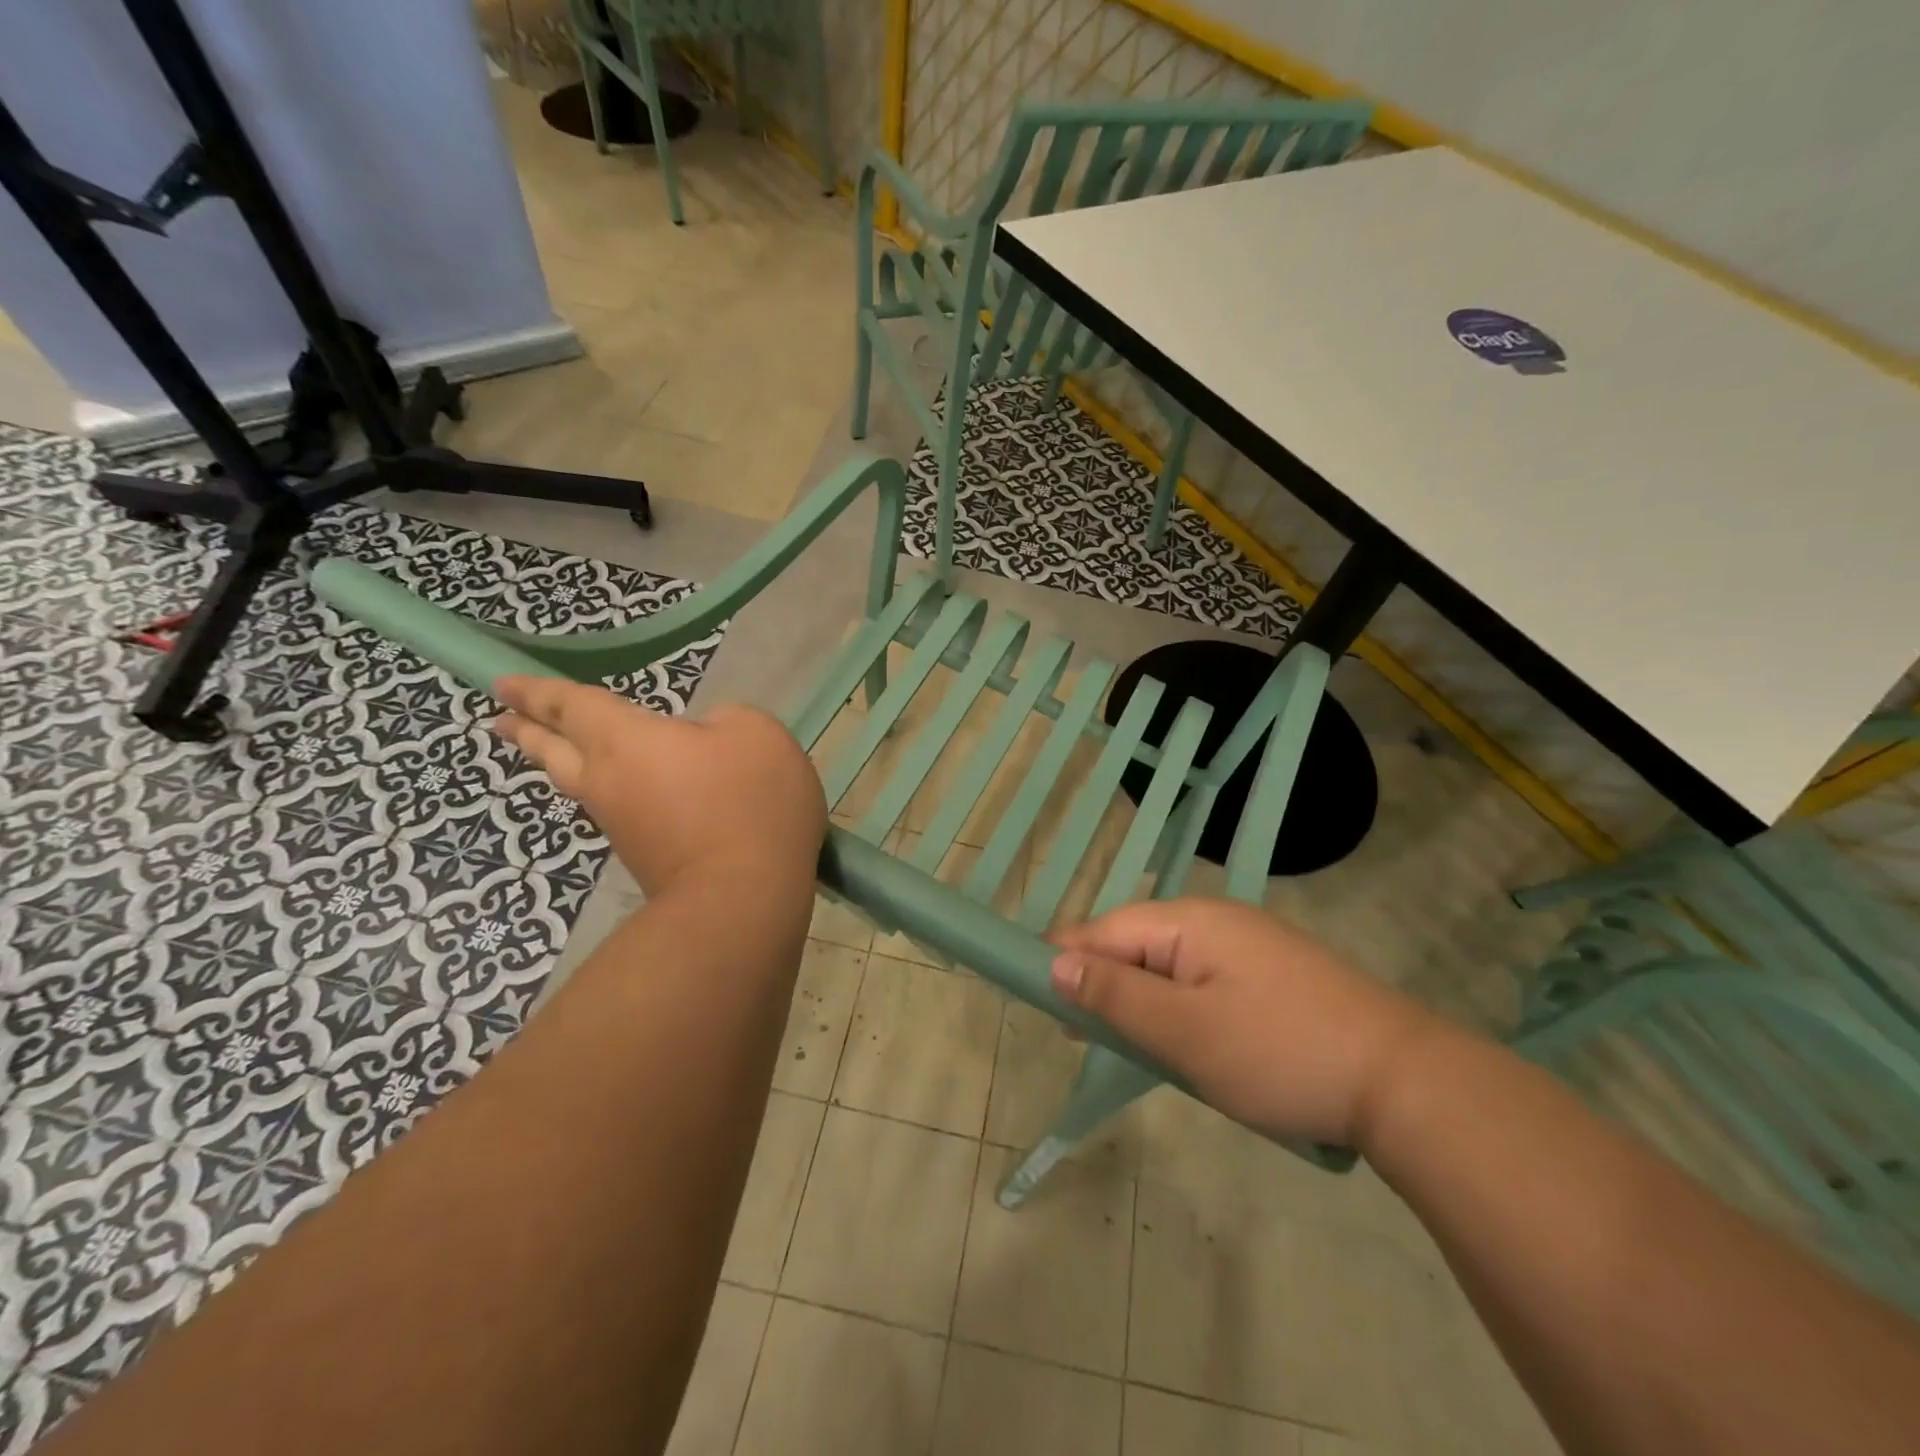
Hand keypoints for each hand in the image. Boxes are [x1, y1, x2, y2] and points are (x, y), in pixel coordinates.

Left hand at [493, 677, 826, 897]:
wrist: (741, 899)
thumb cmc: (746, 804)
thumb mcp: (755, 735)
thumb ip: (725, 720)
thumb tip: (706, 739)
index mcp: (625, 741)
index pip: (571, 706)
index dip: (538, 691)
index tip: (502, 684)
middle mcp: (608, 782)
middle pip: (554, 752)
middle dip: (526, 731)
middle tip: (500, 720)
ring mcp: (623, 825)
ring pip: (579, 784)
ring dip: (560, 763)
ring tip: (553, 751)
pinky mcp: (644, 857)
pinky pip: (615, 810)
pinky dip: (610, 791)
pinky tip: (630, 790)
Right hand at [1051, 898, 1442, 1147]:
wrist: (1406, 1082)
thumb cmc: (1280, 1054)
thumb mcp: (1184, 1033)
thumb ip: (1114, 997)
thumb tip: (1055, 964)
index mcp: (1190, 921)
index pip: (1104, 930)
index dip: (1066, 962)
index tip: (1042, 1005)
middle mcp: (1216, 920)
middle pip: (1136, 944)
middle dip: (1105, 986)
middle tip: (1085, 1039)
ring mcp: (1251, 946)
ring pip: (1170, 966)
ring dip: (1144, 1002)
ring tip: (1133, 1048)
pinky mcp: (1274, 975)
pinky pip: (1205, 982)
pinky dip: (1182, 1009)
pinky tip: (1188, 1044)